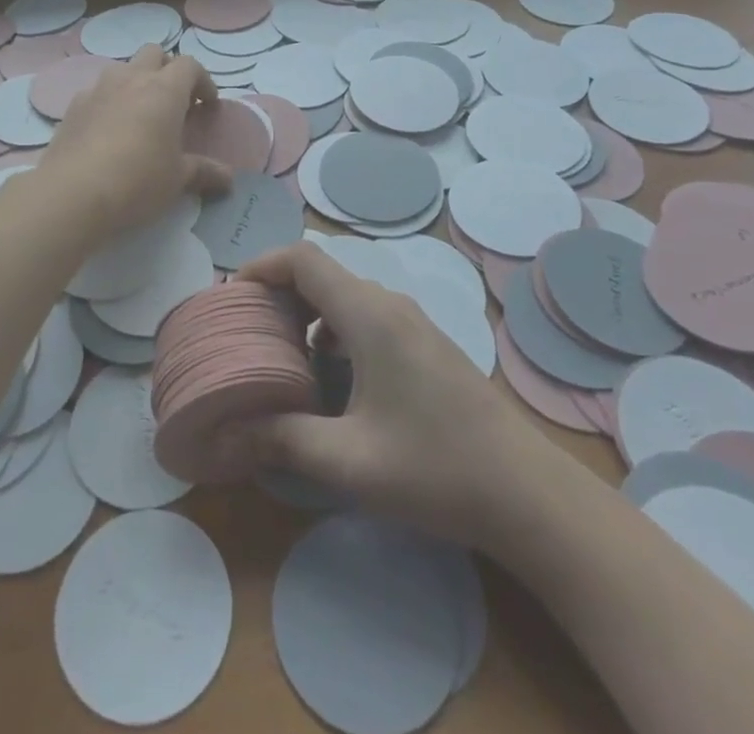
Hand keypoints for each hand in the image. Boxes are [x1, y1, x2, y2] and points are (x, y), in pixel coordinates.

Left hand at [36, 46, 233, 240]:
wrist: (72, 193)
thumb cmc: (137, 181)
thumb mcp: (177, 179)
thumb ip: (204, 172)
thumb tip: (228, 179)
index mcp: (164, 90)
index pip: (190, 65)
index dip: (203, 81)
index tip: (207, 105)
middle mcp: (131, 79)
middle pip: (154, 53)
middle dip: (167, 69)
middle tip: (174, 101)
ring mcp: (98, 89)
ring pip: (122, 68)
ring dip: (135, 81)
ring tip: (140, 114)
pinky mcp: (73, 106)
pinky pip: (97, 92)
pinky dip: (109, 102)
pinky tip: (108, 131)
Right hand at [236, 241, 530, 545]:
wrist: (528, 493)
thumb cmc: (436, 469)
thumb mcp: (350, 462)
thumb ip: (282, 440)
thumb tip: (225, 435)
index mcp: (369, 314)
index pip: (303, 259)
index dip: (261, 266)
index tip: (230, 297)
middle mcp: (389, 304)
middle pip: (321, 273)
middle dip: (277, 293)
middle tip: (245, 330)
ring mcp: (412, 323)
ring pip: (344, 295)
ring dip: (305, 312)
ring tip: (277, 351)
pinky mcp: (424, 344)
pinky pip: (365, 316)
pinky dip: (333, 328)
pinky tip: (327, 373)